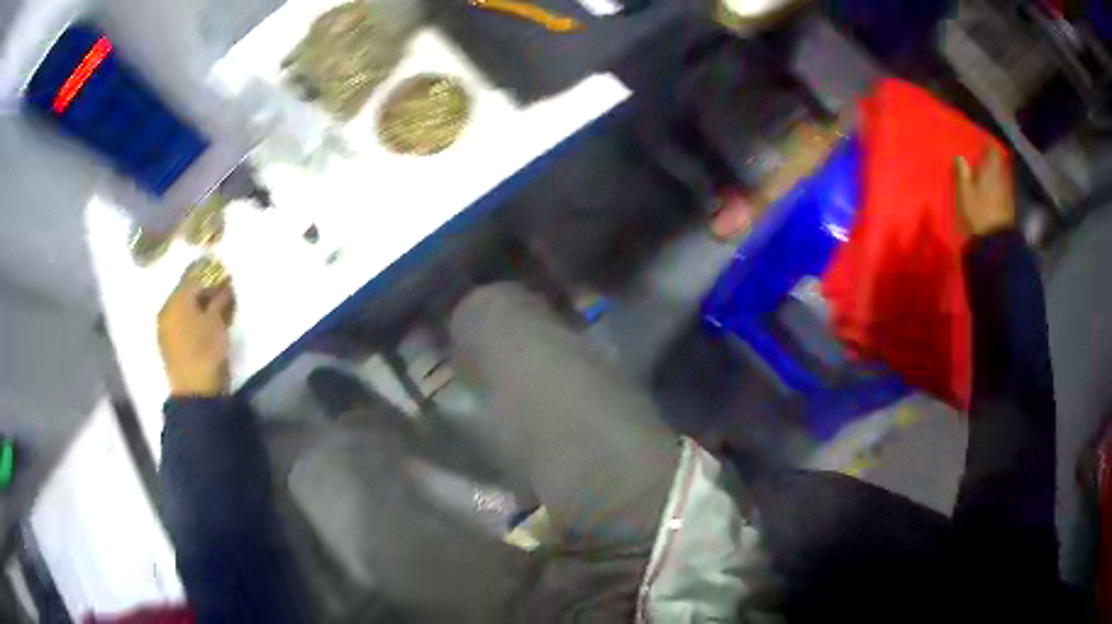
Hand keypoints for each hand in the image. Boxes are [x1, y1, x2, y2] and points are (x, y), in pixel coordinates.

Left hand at [158, 276, 234, 396]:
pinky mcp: (170, 347)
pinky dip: (195, 320)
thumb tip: (224, 280)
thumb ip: (220, 297)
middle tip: (225, 293)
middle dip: (205, 289)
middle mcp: (167, 310)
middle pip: (187, 291)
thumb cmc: (206, 353)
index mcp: (175, 299)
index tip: (227, 275)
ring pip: (185, 308)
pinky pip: (183, 323)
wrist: (195, 395)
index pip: (194, 275)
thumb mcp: (217, 321)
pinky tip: (207, 326)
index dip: (211, 272)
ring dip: (201, 306)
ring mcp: (166, 330)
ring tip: (218, 311)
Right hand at [955, 146, 1014, 238]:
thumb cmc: (977, 212)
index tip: (980, 147)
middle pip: (998, 162)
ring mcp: (1008, 192)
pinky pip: (1003, 190)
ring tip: (986, 178)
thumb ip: (961, 172)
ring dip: (995, 175)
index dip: (986, 146)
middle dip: (991, 161)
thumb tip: (960, 157)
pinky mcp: (1010, 206)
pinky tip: (992, 194)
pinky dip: (998, 188)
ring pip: (1002, 176)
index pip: (992, 148)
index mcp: (991, 168)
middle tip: (981, 162)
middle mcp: (1002, 176)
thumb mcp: (963, 191)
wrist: (995, 243)